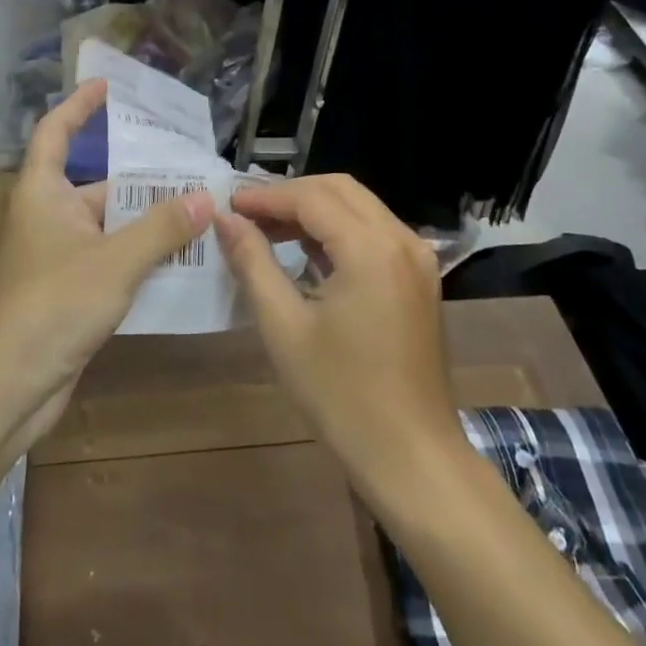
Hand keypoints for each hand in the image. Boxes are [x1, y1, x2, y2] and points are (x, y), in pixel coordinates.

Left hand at [0, 80, 211, 444]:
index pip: (56, 132)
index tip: (107, 86)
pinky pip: (110, 260)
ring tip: (199, 212)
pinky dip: (139, 257)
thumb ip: (162, 228)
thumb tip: (204, 198)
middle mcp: (47, 217)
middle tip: (191, 170)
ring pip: (109, 226)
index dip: (79, 106)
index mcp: (42, 193)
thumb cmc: (53, 304)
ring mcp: (56, 257)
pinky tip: (180, 261)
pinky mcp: (67, 292)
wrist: (7, 386)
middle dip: (142, 179)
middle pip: (97, 185)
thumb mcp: (115, 261)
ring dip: (147, 222)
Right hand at [215, 175, 461, 483]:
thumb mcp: (284, 327)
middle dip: (290, 195)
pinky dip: (339, 231)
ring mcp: (417, 258)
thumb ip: (253, 262)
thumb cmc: (341, 395)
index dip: (266, 197)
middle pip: (339, 189)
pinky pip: (375, 232)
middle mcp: (401, 239)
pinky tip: (307, 252)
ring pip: (360, 207)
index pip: (311, 197)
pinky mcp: (420, 278)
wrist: (412, 455)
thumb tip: (225, 219)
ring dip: (315, 210)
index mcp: (371, 248)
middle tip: (247, 214)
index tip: (228, 205)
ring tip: (267, 229)